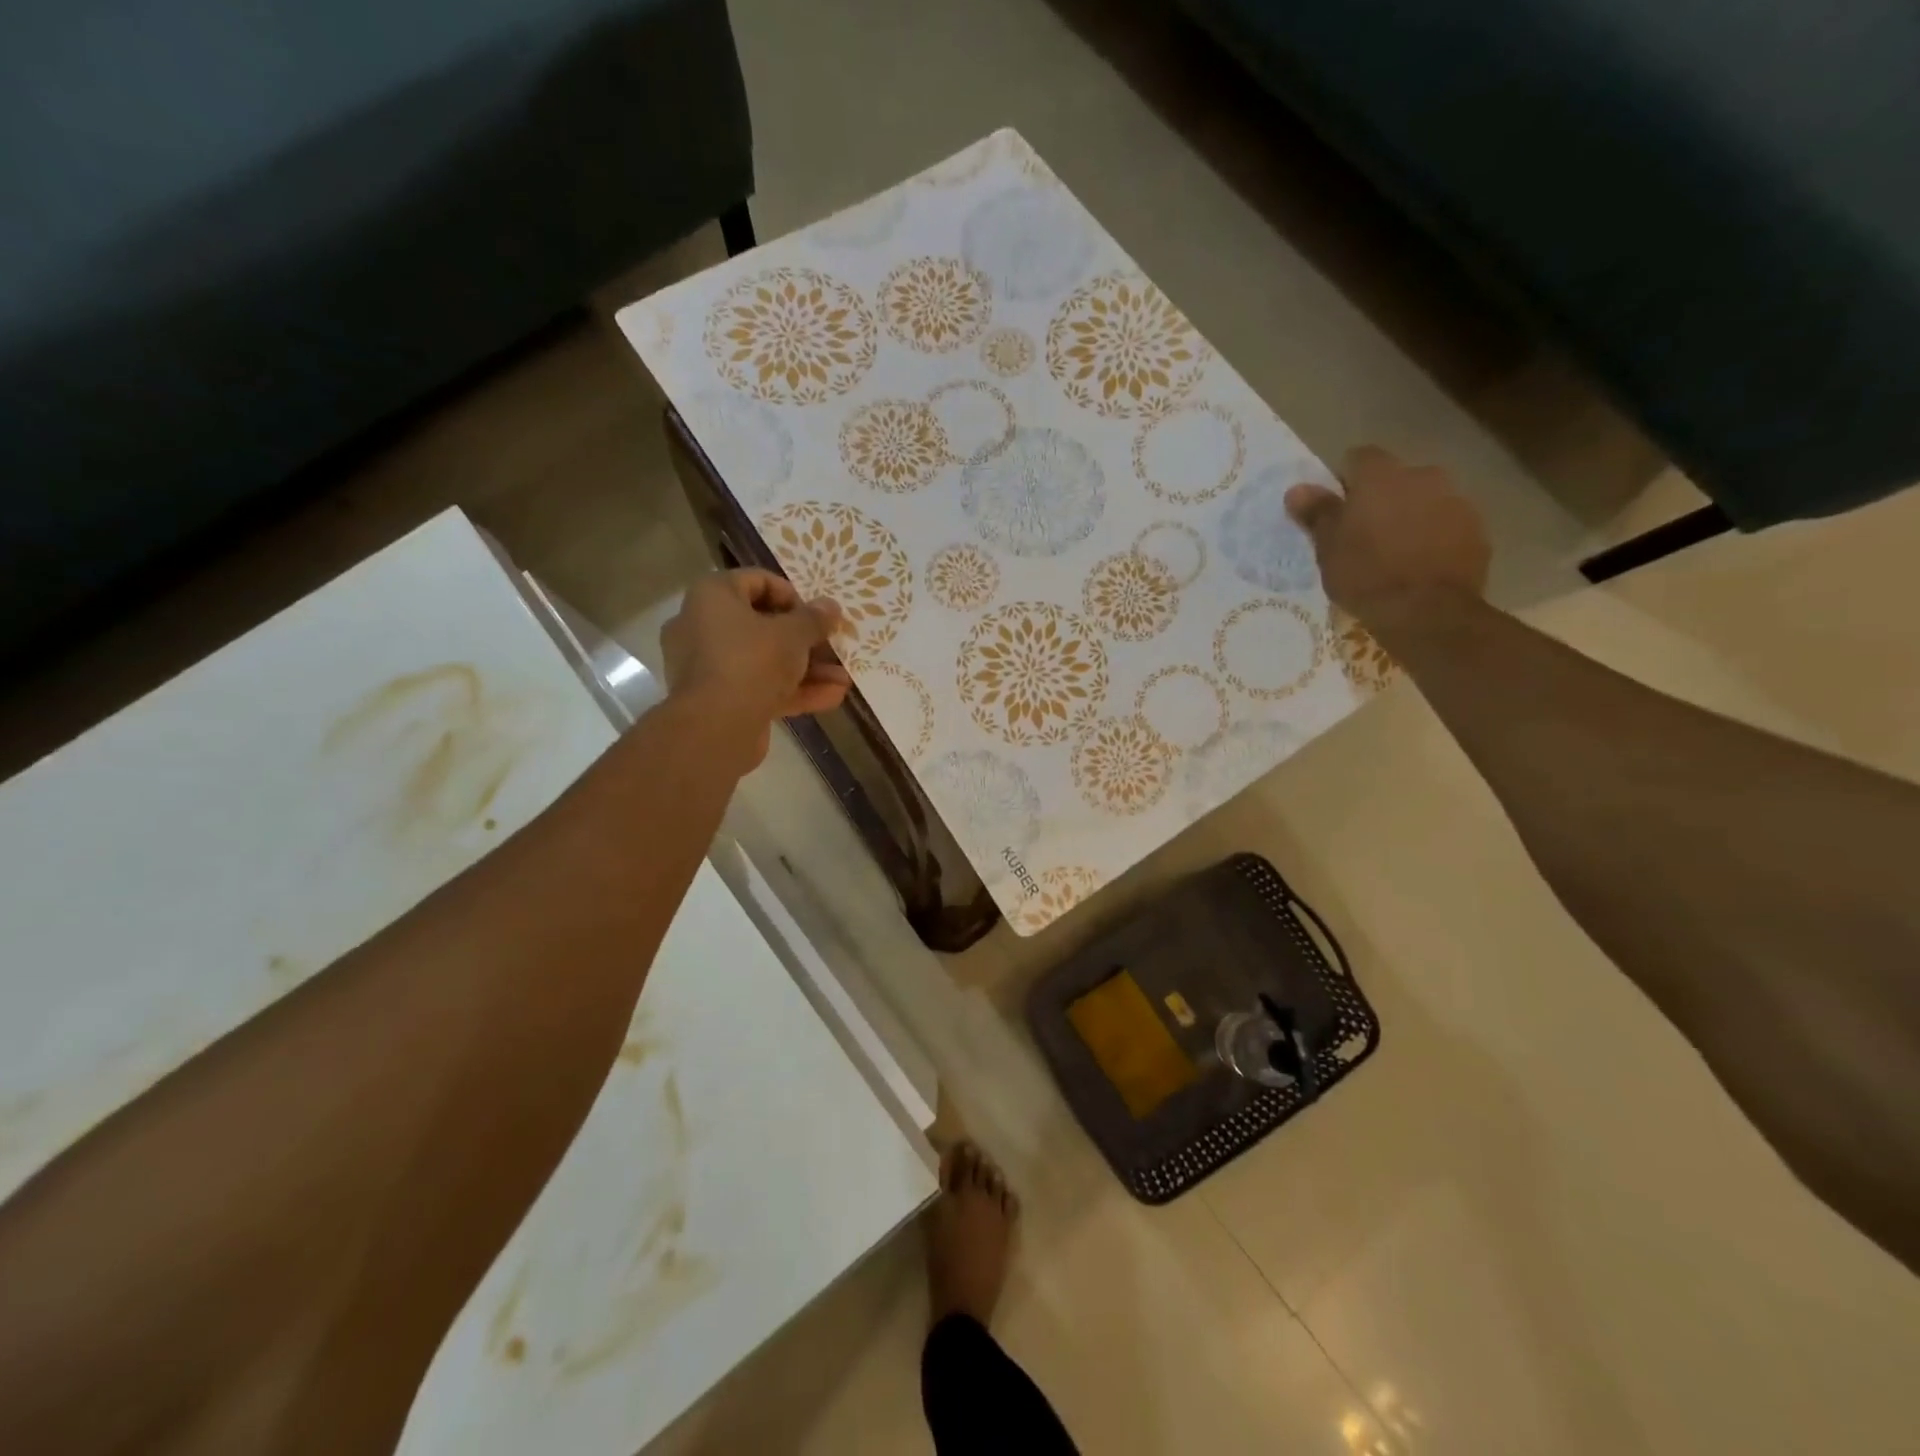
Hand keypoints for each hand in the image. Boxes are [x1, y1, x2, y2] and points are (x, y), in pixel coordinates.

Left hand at [661, 569, 850, 767]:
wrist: (717, 727)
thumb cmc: (752, 661)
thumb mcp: (794, 634)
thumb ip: (815, 619)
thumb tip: (830, 607)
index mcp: (713, 596)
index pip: (757, 581)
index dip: (793, 595)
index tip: (817, 615)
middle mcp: (704, 626)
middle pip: (763, 625)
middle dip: (806, 641)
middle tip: (834, 648)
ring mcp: (710, 666)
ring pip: (765, 660)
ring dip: (807, 670)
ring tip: (843, 680)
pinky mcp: (720, 699)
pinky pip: (760, 687)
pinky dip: (792, 691)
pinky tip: (831, 698)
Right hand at [1285, 446, 1490, 632]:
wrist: (1427, 611)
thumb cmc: (1366, 575)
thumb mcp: (1328, 548)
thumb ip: (1316, 513)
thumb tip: (1296, 489)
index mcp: (1381, 476)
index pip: (1359, 458)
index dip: (1345, 480)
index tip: (1337, 509)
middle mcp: (1423, 476)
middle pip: (1396, 478)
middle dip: (1381, 499)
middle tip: (1364, 534)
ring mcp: (1456, 500)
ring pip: (1425, 500)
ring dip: (1410, 516)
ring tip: (1394, 553)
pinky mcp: (1477, 529)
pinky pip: (1447, 524)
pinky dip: (1434, 536)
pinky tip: (1420, 565)